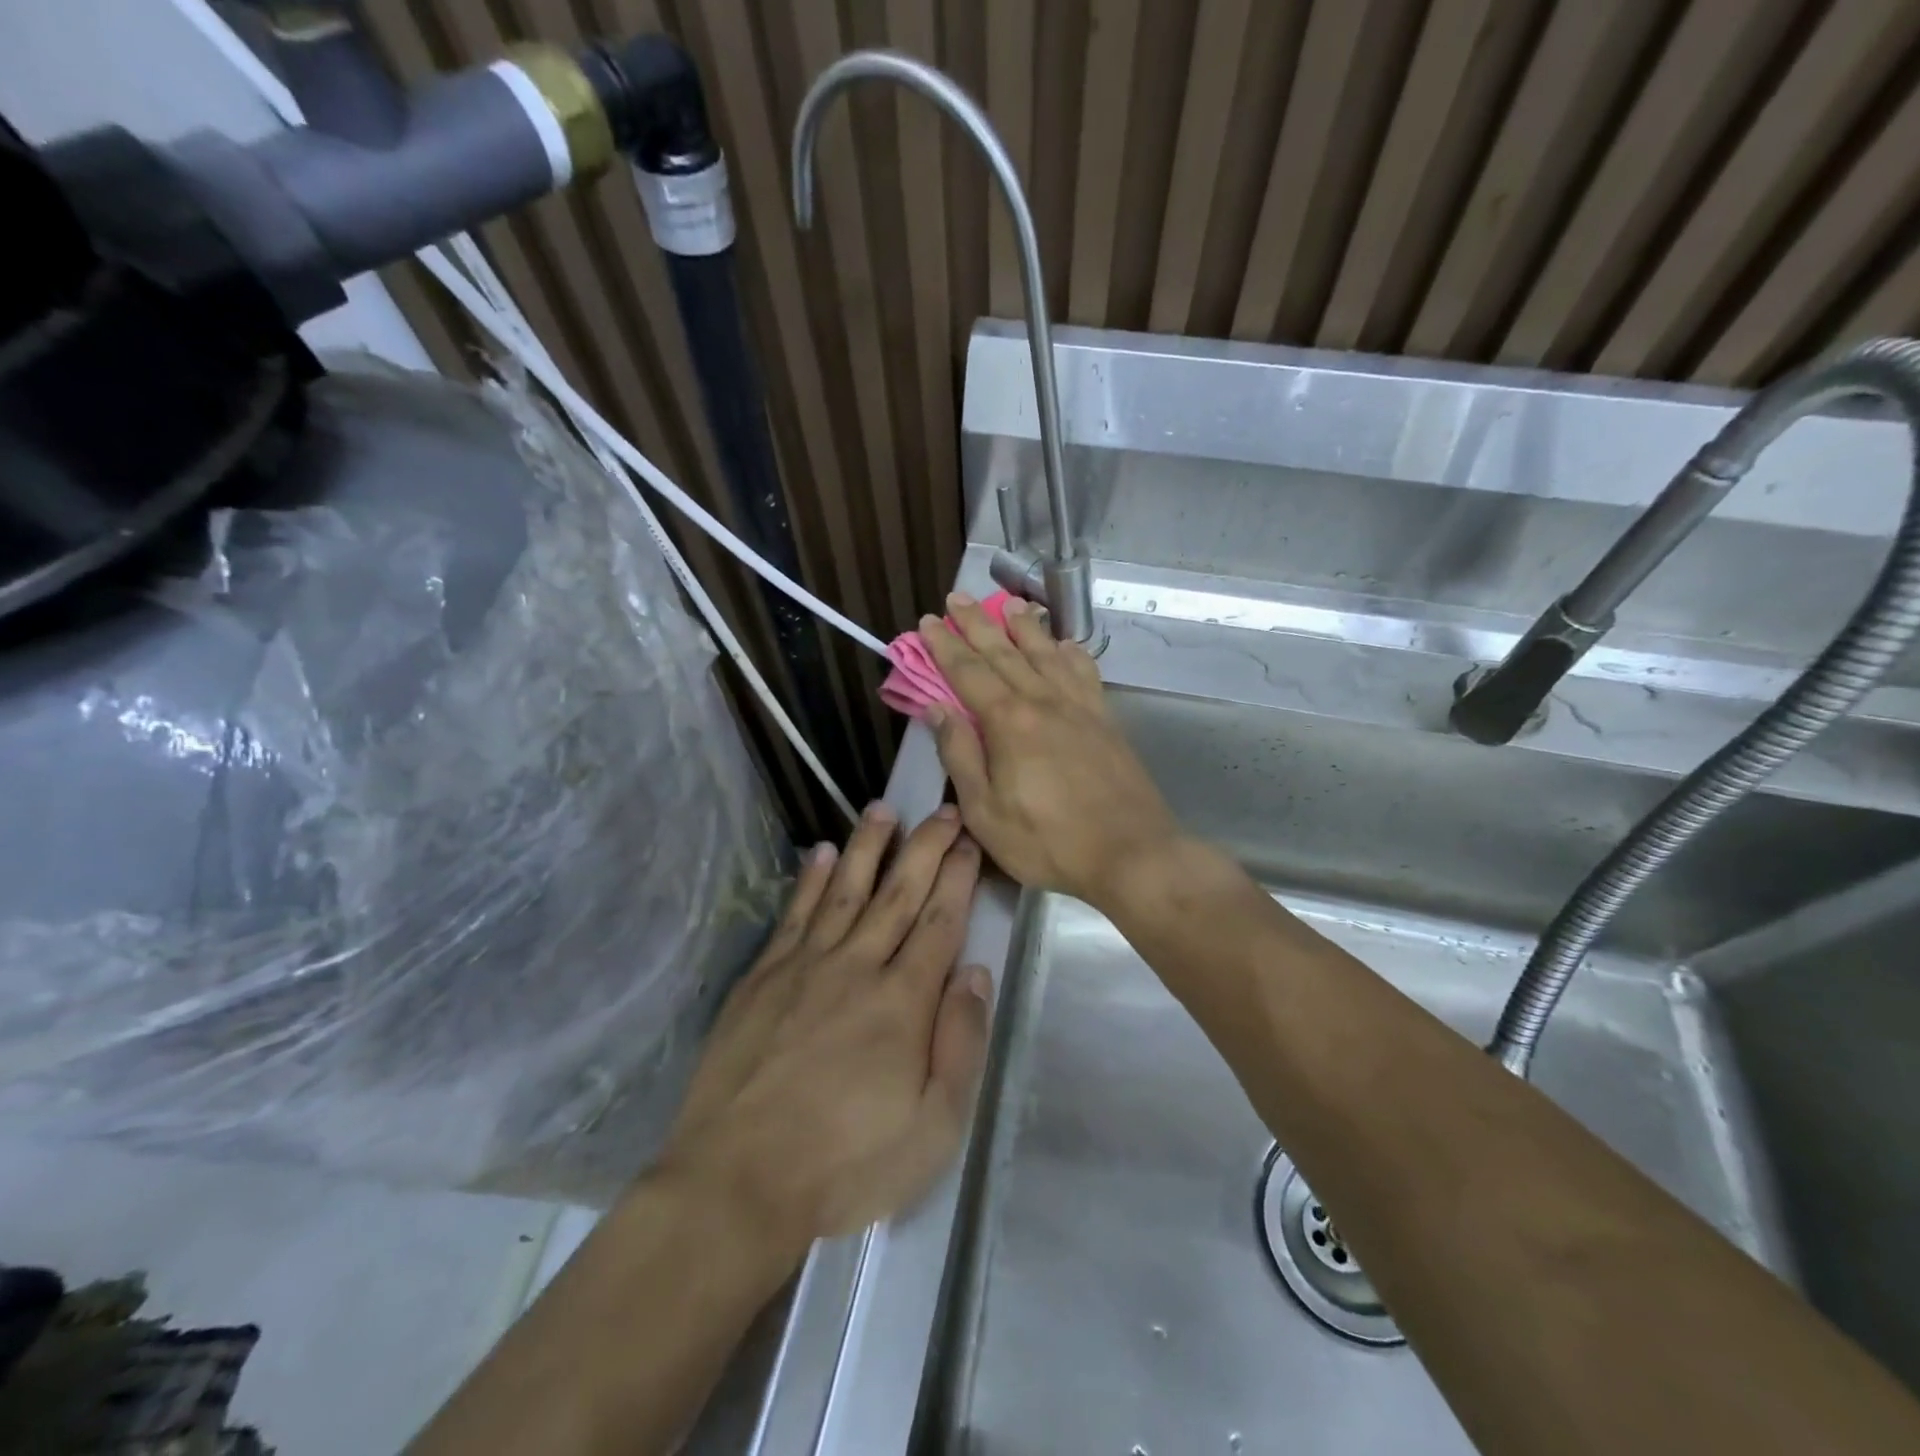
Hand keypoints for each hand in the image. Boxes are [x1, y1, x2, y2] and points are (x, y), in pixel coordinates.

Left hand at [660, 803, 990, 1250]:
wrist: (736, 1181)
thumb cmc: (846, 1162)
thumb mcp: (933, 1126)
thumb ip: (960, 1043)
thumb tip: (974, 972)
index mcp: (903, 1001)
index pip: (939, 922)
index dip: (957, 877)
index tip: (968, 841)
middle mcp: (857, 967)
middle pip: (898, 893)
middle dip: (925, 846)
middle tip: (942, 808)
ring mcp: (804, 966)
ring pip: (845, 889)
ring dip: (867, 846)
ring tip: (882, 809)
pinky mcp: (763, 978)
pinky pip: (794, 915)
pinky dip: (810, 880)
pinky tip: (820, 852)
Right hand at [919, 593, 1180, 906]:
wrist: (1131, 853)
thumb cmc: (1048, 842)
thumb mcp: (985, 812)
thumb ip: (960, 756)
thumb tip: (937, 709)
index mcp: (1008, 722)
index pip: (968, 672)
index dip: (944, 646)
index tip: (927, 622)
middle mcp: (1043, 701)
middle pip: (1004, 652)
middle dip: (976, 623)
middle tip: (956, 598)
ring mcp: (1079, 707)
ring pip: (1046, 653)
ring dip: (1024, 627)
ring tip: (1008, 605)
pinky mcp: (1105, 719)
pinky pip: (1084, 672)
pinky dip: (1070, 652)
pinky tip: (1064, 645)